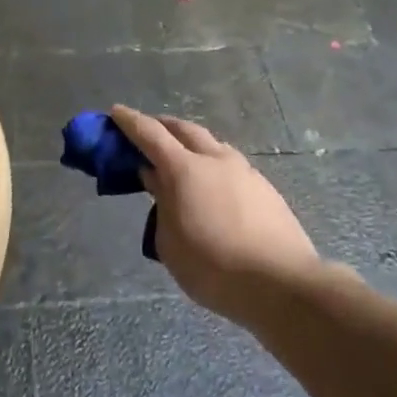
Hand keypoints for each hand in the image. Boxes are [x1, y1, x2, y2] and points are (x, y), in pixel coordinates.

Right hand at [110, 106, 323, 318]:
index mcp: (185, 169)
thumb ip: (160, 203)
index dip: (130, 121)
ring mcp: (244, 172)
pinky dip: (212, 165)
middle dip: (163, 126)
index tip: (115, 112)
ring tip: (181, 158)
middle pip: (184, 130)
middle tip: (147, 131)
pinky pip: (230, 165)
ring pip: (212, 144)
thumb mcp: (170, 242)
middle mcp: (215, 160)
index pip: (150, 134)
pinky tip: (212, 185)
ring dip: (191, 143)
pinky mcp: (265, 188)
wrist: (282, 283)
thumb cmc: (212, 267)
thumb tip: (155, 178)